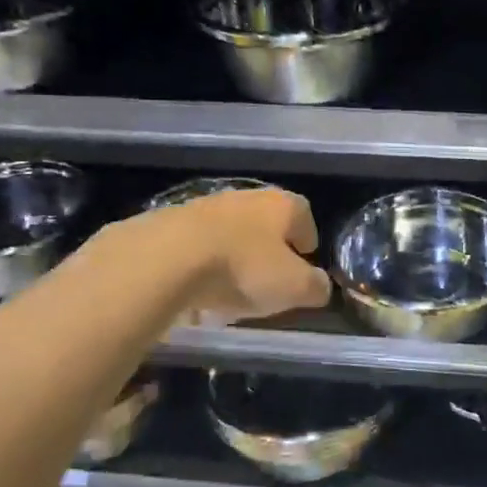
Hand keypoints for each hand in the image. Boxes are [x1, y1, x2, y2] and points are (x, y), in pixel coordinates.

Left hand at [171, 188, 331, 324]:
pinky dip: (202, 262)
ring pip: (230, 231)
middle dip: (269, 246)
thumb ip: (315, 287)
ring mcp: (205, 206)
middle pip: (265, 220)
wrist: (166, 259)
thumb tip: (320, 286)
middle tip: (270, 276)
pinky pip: (196, 244)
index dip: (307, 237)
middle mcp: (245, 197)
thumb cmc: (243, 269)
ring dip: (234, 254)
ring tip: (231, 288)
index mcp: (280, 205)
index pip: (303, 214)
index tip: (305, 259)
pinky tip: (197, 289)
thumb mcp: (293, 288)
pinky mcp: (170, 222)